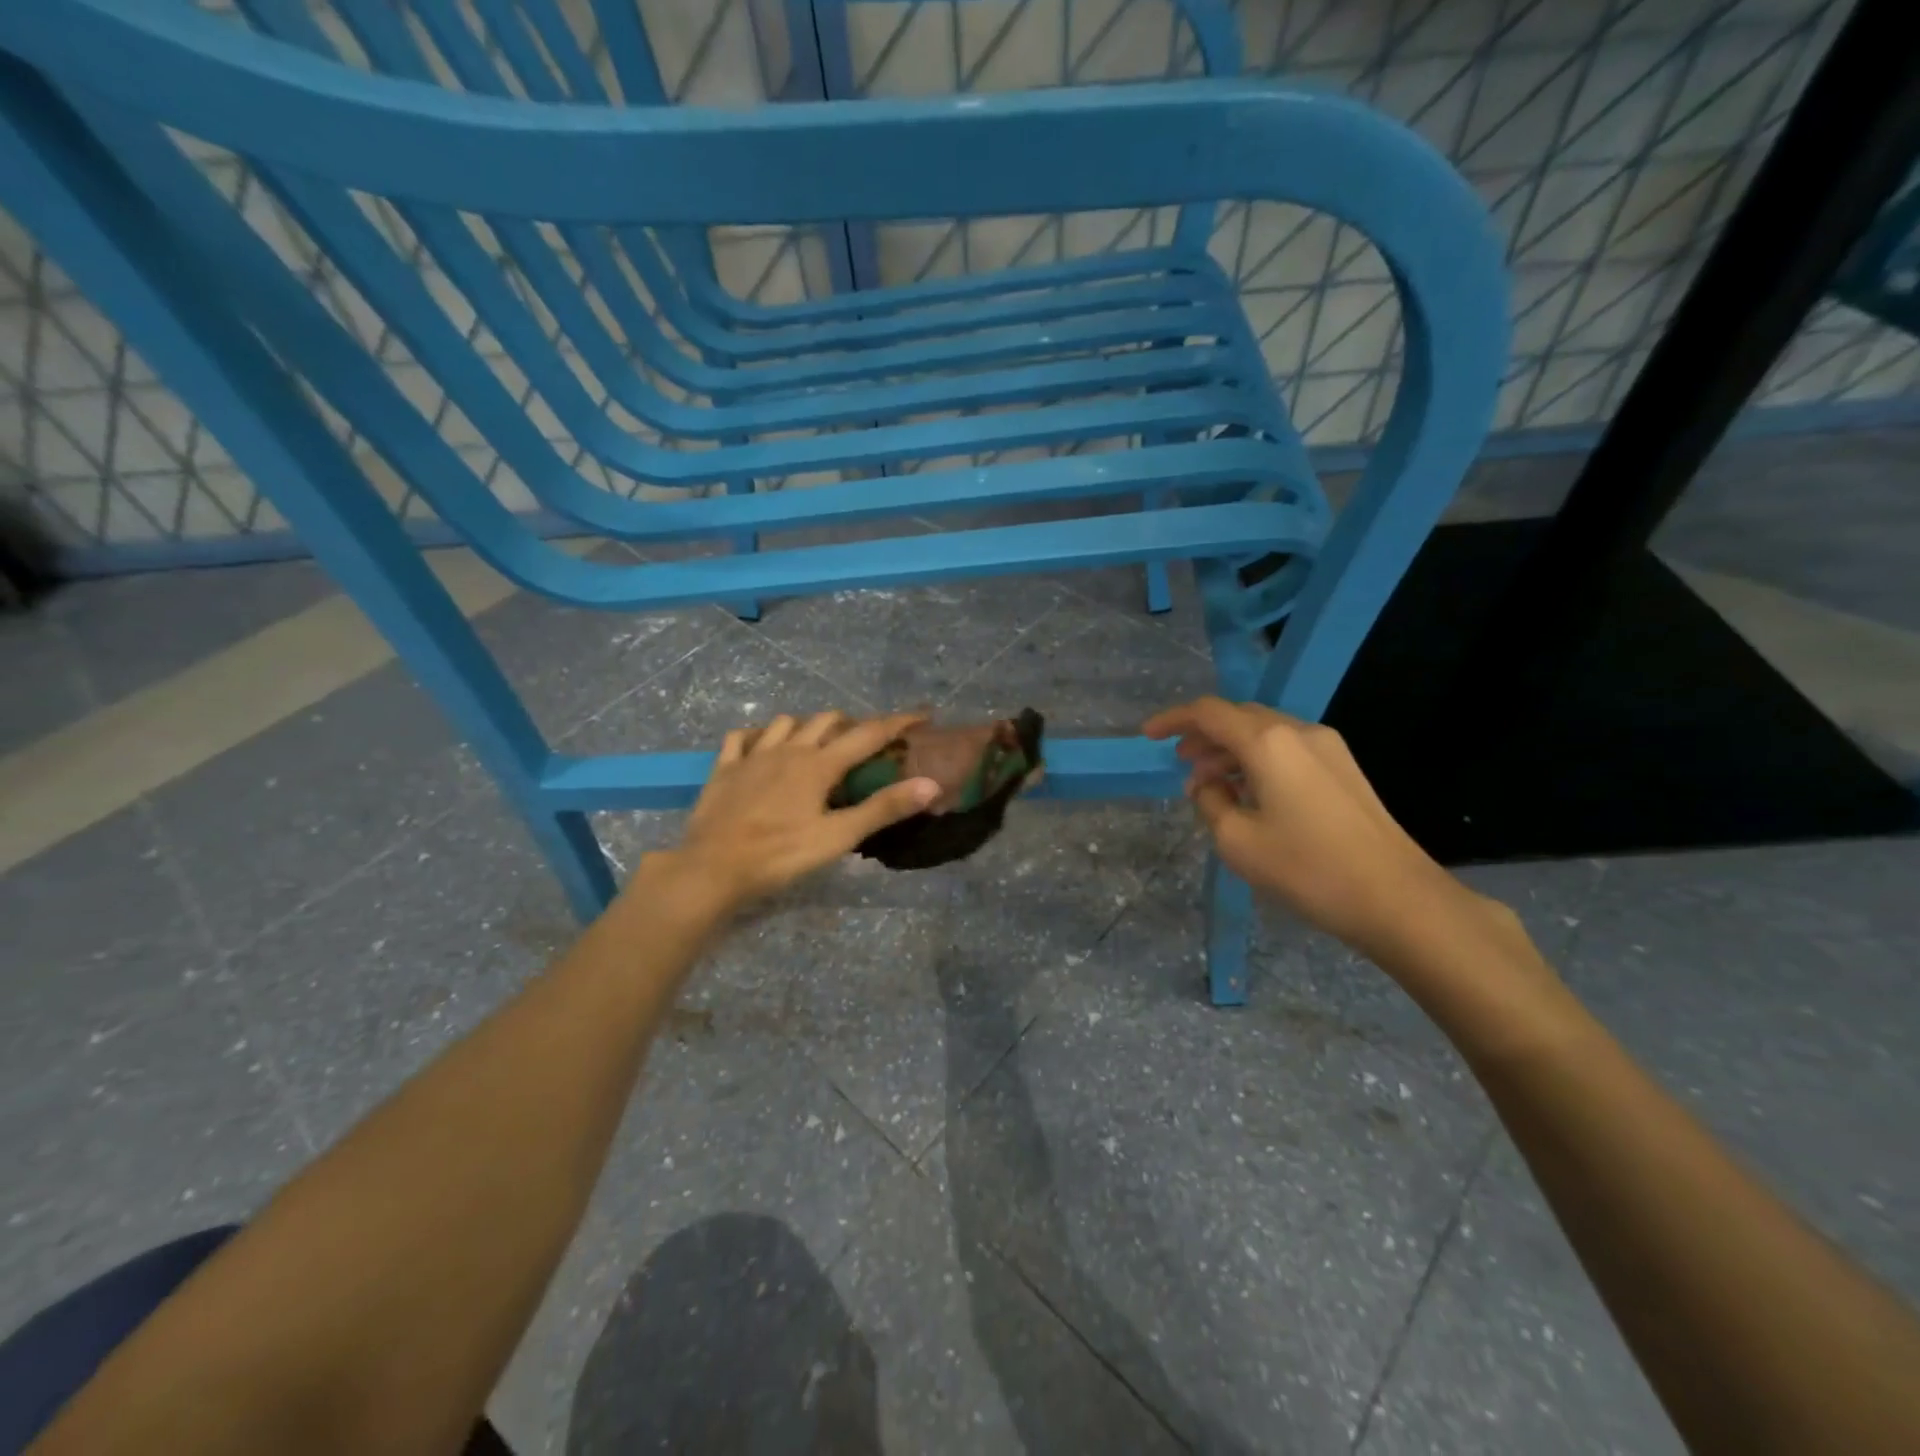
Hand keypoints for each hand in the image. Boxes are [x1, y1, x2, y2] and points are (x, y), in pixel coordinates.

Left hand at [655, 711, 939, 911]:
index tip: (923, 714)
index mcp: (819, 765)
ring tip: (818, 743)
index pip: (868, 734)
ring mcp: (752, 755)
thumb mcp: (837, 837)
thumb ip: (883, 809)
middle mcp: (788, 750)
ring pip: (787, 722)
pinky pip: (741, 737)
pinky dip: (758, 735)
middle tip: (867, 742)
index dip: (898, 722)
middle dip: (853, 724)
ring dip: (808, 726)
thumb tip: (930, 785)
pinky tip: (762, 746)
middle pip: (827, 720)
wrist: (712, 869)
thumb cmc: (780, 855)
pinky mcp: (724, 768)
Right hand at [1143, 697, 1484, 960]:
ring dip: (1231, 750)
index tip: (1148, 737)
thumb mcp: (1238, 841)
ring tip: (1211, 786)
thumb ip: (1212, 802)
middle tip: (1181, 765)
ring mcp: (1328, 748)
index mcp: (1268, 743)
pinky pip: (1288, 750)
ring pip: (1265, 733)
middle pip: (1239, 717)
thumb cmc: (1308, 868)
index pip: (1209, 713)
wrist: (1397, 898)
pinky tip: (1251, 794)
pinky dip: (1258, 761)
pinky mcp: (1344, 770)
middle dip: (1203, 736)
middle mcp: (1299, 733)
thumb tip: (1210, 784)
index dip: (1173, 720)